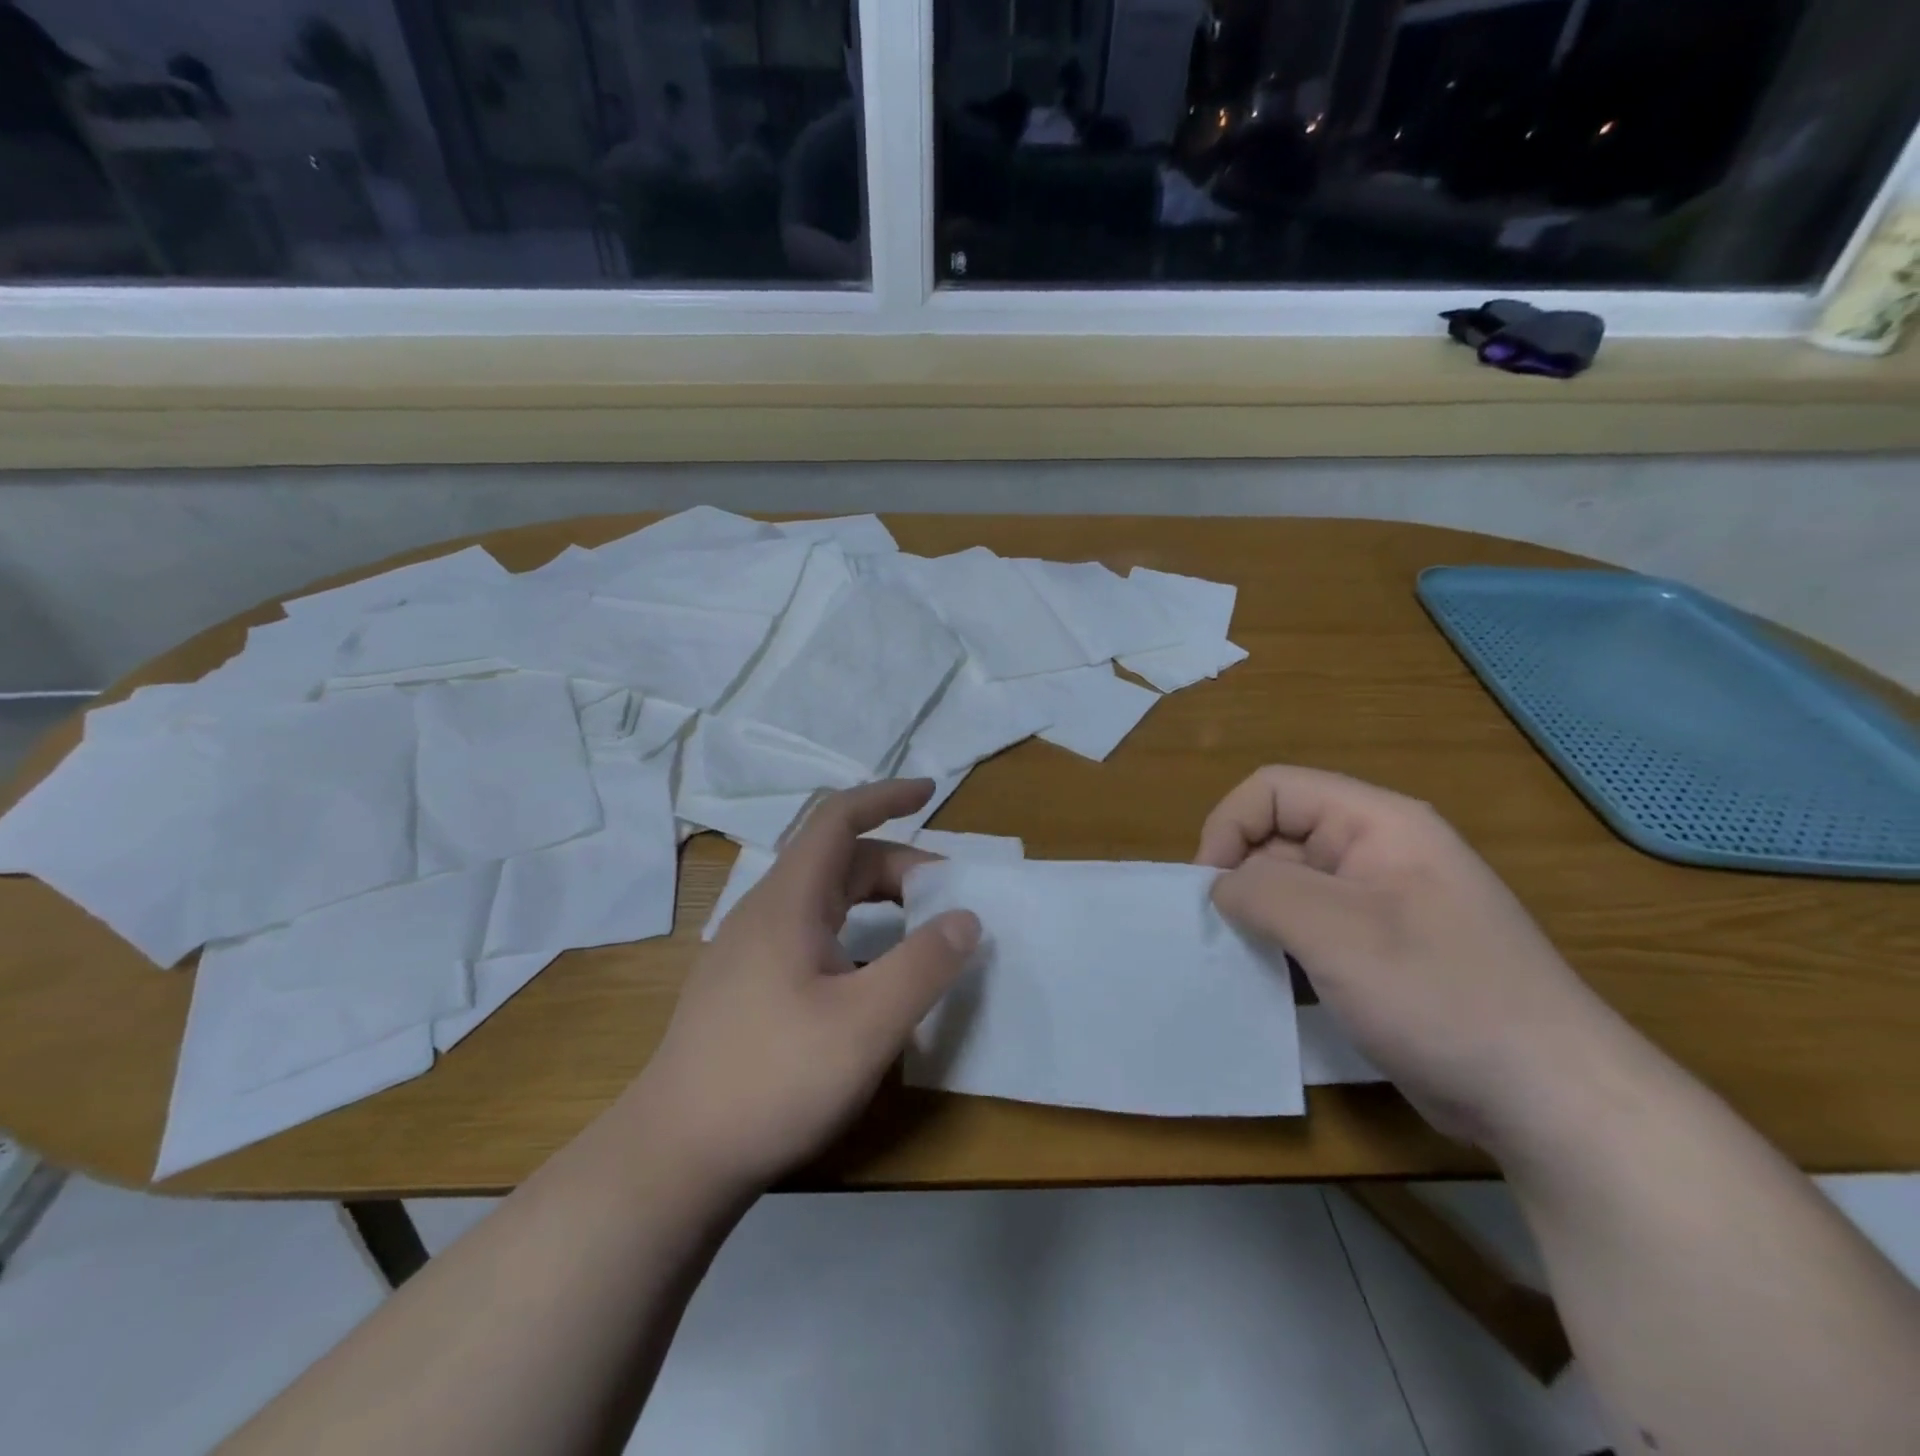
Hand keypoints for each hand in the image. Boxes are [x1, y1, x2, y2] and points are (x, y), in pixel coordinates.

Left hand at [634, 780, 980, 1193]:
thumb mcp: (866, 1024)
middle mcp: (765, 913)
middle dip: (897, 866)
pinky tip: (869, 978)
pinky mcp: (745, 986)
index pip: (838, 818)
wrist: (673, 1157)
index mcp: (788, 901)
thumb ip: (924, 965)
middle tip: (946, 899)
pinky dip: (853, 933)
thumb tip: (967, 918)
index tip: (930, 792)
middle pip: (837, 861)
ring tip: (918, 932)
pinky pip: (810, 934)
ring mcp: (749, 951)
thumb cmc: (773, 1078)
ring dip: (875, 901)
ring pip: (823, 901)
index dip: (886, 797)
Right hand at [1196, 766, 1617, 1148]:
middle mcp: (1378, 853)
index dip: (1229, 826)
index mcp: (1376, 824)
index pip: (1274, 790)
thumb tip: (1221, 888)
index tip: (1210, 889)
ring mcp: (1383, 906)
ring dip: (1259, 919)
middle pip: (1280, 837)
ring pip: (1293, 888)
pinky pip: (1314, 931)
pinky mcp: (1383, 954)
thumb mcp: (1336, 930)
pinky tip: (1276, 986)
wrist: (1551, 1099)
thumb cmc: (1440, 994)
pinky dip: (1284, 950)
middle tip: (1223, 935)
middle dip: (1240, 878)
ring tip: (1243, 962)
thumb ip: (1261, 890)